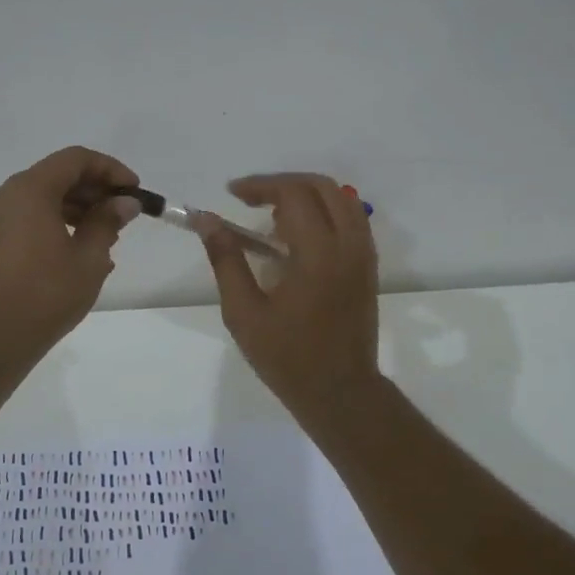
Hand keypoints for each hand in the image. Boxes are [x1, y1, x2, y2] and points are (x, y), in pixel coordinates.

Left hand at [0, 146, 140, 365]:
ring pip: (45, 195)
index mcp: (31, 190)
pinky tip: (83, 247)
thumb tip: (125, 203)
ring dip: (80, 206)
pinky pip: (32, 215)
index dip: (110, 169)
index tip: (134, 191)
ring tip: (109, 235)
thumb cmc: (47, 293)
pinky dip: (59, 220)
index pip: (76, 159)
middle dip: (95, 189)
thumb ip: (108, 222)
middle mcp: (9, 194)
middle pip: (59, 174)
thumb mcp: (89, 257)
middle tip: (124, 214)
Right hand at [194, 173, 379, 418]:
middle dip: (283, 183)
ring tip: (274, 215)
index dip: (260, 185)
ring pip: (342, 199)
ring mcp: (363, 254)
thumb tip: (206, 221)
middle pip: (322, 186)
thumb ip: (226, 260)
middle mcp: (348, 245)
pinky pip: (352, 219)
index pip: (293, 194)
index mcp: (317, 254)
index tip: (232, 194)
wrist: (339, 391)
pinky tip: (299, 233)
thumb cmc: (286, 356)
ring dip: (307, 194)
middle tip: (250, 198)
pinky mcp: (368, 266)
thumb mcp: (243, 311)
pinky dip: (326, 211)